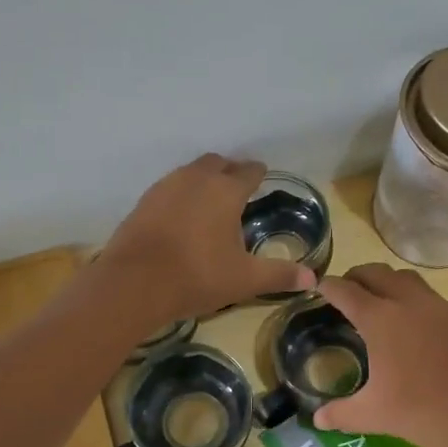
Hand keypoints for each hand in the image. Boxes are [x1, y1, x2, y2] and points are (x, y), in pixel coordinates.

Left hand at [100, 155, 315, 323]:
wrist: (134, 283)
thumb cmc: (198, 276)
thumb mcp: (245, 279)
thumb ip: (280, 275)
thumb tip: (313, 280)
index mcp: (226, 190)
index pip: (249, 172)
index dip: (258, 174)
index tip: (262, 177)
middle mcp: (196, 179)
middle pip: (217, 163)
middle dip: (230, 171)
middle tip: (237, 188)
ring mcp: (166, 187)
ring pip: (190, 172)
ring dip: (203, 180)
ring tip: (210, 202)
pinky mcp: (143, 201)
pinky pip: (169, 188)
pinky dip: (180, 195)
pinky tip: (181, 217)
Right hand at [312, 263, 447, 446]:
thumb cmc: (425, 410)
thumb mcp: (375, 415)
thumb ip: (342, 414)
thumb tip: (317, 419)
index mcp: (380, 318)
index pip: (345, 290)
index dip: (327, 286)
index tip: (316, 287)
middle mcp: (408, 302)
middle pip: (376, 273)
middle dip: (356, 277)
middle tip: (344, 293)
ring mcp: (438, 307)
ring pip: (405, 278)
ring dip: (386, 282)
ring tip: (376, 304)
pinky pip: (427, 295)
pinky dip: (410, 298)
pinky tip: (410, 326)